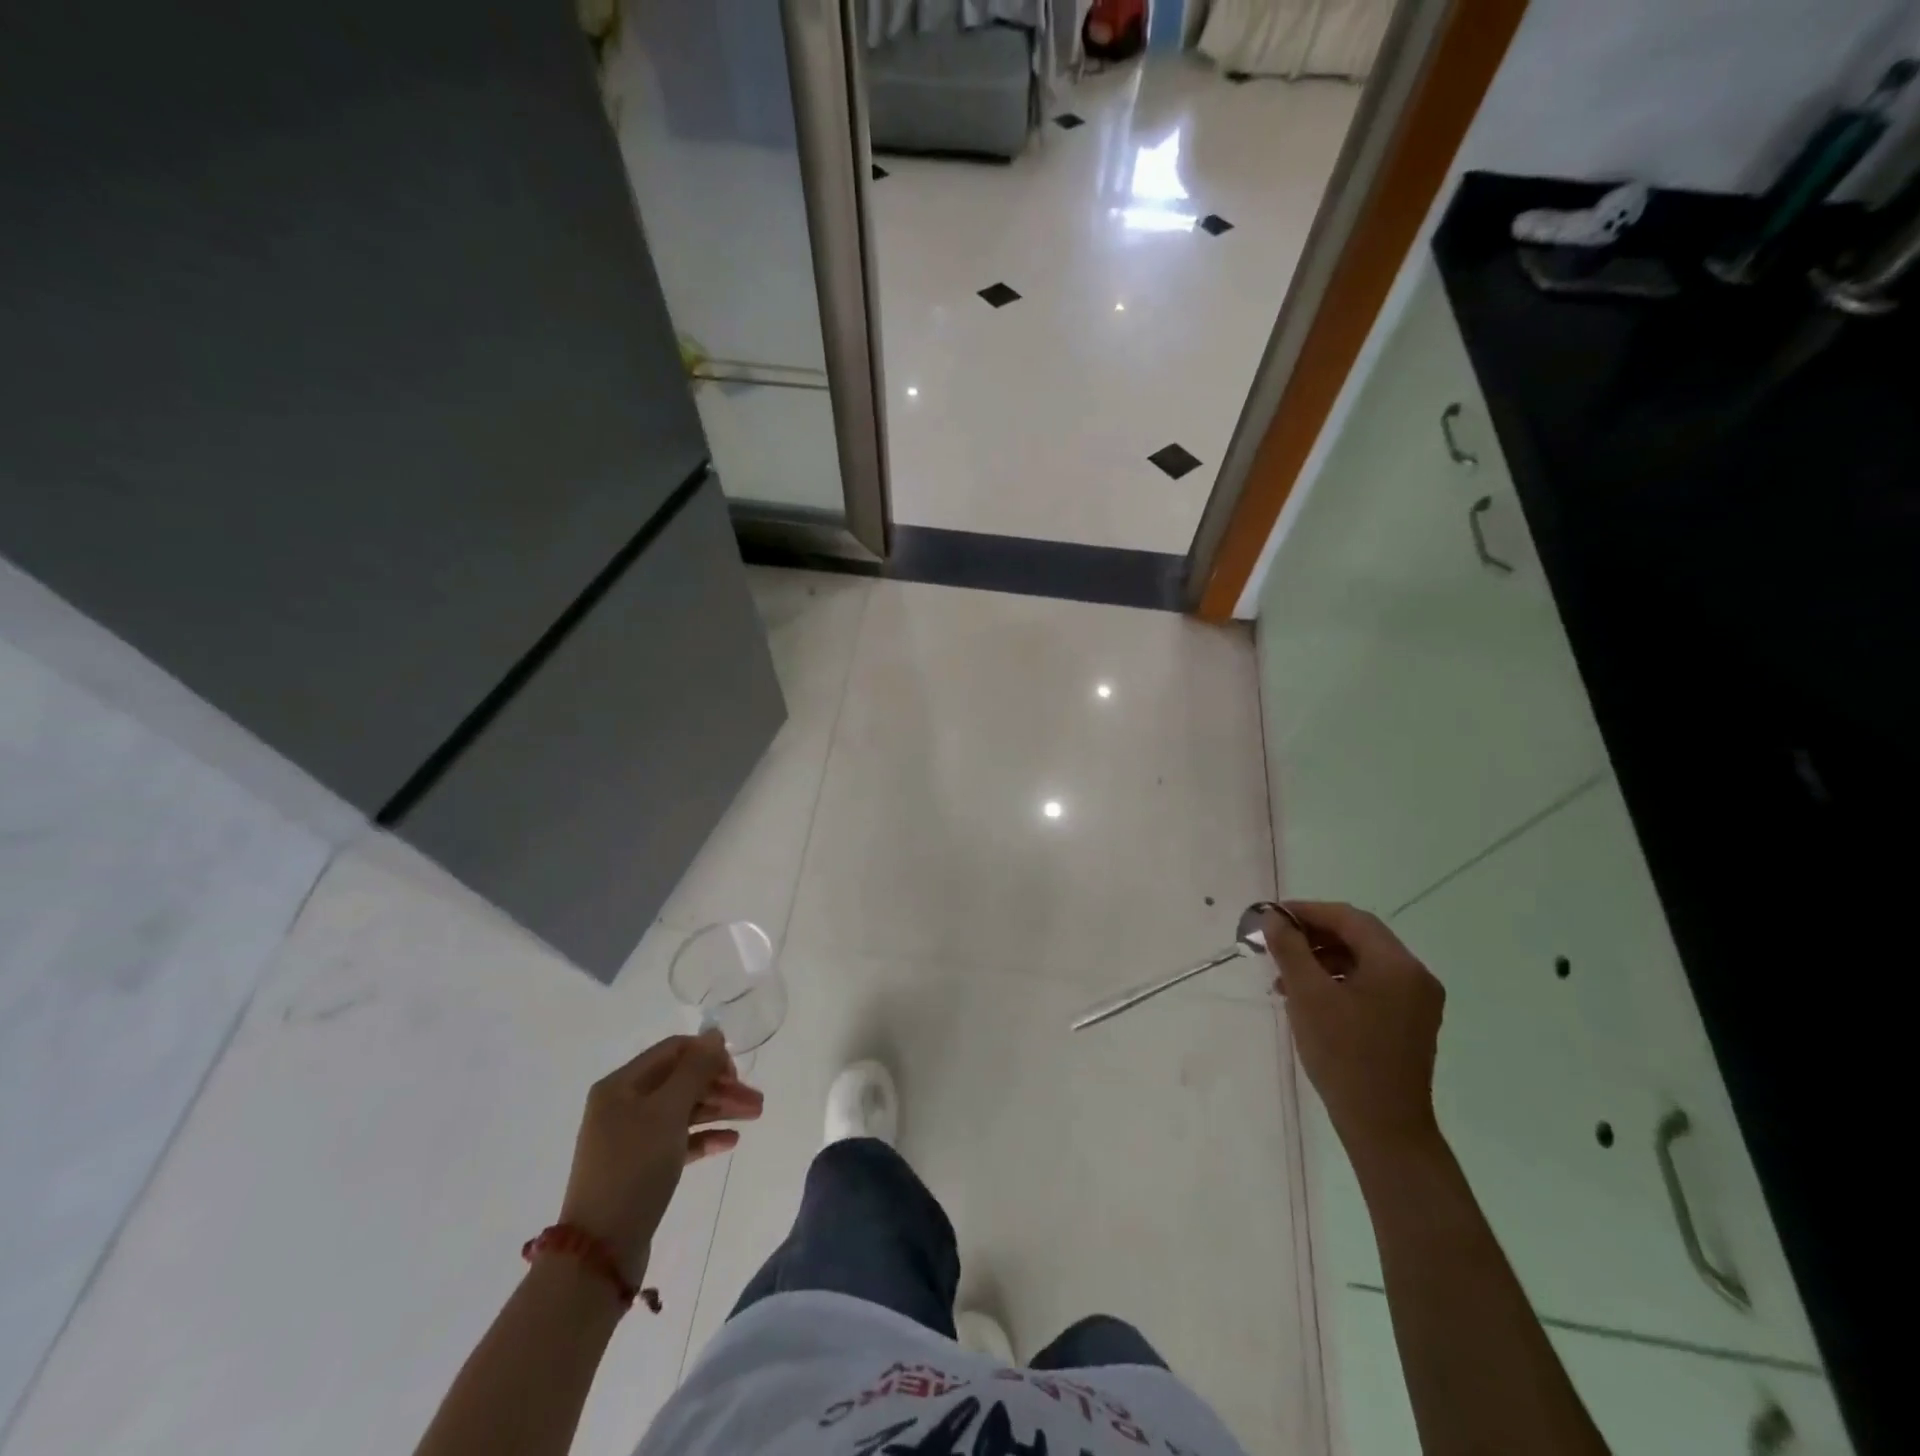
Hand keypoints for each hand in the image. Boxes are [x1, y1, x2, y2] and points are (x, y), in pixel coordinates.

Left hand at [557, 1030, 762, 1279]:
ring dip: (719, 1109)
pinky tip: (730, 1141)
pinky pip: (678, 1140)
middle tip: (757, 1101)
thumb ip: (694, 1069)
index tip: (737, 1073)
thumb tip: (714, 1035)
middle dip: (721, 1086)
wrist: (599, 1252)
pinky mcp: (640, 1168)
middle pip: (681, 1081)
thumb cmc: (634, 1168)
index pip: (674, 1051)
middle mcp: (623, 1105)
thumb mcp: (668, 1111)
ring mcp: (631, 1138)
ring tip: (755, 1116)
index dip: (708, 1055)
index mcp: (621, 1085)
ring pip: (683, 1110)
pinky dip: (704, 1136)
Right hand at [1264, 902, 1444, 1168]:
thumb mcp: (1307, 995)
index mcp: (1397, 964)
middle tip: (1275, 943)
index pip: (1350, 918)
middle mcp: (1415, 976)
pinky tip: (1309, 997)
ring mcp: (1417, 1001)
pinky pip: (1371, 985)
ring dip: (1322, 959)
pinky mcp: (1410, 1023)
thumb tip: (1275, 918)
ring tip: (1285, 976)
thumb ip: (1289, 948)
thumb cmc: (1344, 1055)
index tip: (1272, 917)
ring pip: (1363, 961)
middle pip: (1359, 937)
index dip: (1308, 911)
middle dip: (1313, 935)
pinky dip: (1338, 981)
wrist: (1384, 1126)